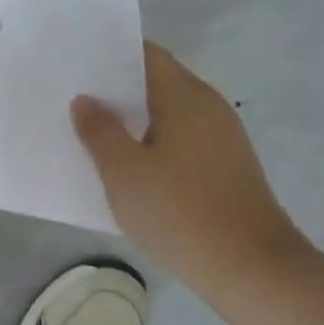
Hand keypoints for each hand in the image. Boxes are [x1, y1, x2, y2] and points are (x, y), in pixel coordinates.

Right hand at [72, 42, 309, 294]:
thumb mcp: (123, 171)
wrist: (251, 270)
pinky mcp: (225, 167)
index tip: (76, 62)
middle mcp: (209, 107)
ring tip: (91, 130)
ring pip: (168, 114)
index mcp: (186, 96)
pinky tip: (127, 165)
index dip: (110, 54)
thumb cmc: (179, 212)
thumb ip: (99, 131)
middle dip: (116, 89)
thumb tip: (85, 100)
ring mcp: (221, 139)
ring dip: (132, 119)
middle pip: (157, 83)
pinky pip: (179, 140)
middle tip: (72, 97)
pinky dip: (151, 142)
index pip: (146, 55)